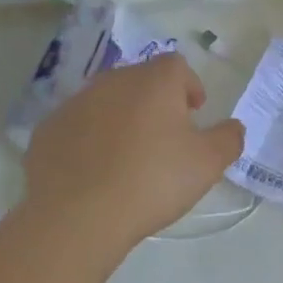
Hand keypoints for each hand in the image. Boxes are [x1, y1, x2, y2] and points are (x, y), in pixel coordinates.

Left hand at [23, 54, 244, 250]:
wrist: (77, 215)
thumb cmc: (152, 181)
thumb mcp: (207, 164)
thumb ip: (228, 139)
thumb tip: (234, 126)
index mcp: (154, 81)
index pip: (177, 66)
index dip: (189, 86)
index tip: (194, 114)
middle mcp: (114, 80)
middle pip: (140, 80)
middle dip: (155, 101)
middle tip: (164, 137)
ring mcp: (76, 102)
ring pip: (106, 101)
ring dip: (120, 118)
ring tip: (128, 156)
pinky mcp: (48, 128)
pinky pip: (77, 125)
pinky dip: (88, 139)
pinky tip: (94, 171)